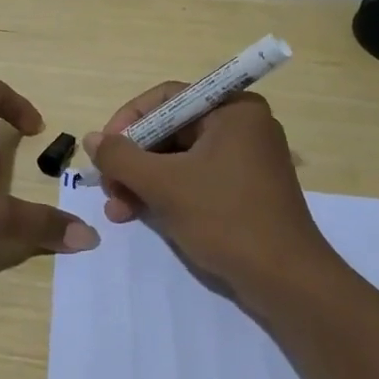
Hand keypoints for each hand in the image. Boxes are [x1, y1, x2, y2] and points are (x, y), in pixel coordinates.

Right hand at [82, 85, 330, 304]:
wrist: (285, 280)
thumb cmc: (225, 219)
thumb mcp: (164, 185)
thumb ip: (122, 158)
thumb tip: (92, 139)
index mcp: (233, 109)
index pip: (167, 98)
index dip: (128, 121)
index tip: (104, 150)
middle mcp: (241, 125)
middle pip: (170, 129)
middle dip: (133, 160)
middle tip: (108, 188)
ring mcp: (245, 159)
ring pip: (178, 158)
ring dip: (143, 181)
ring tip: (118, 210)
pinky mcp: (243, 189)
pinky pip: (194, 178)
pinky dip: (166, 192)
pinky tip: (138, 215)